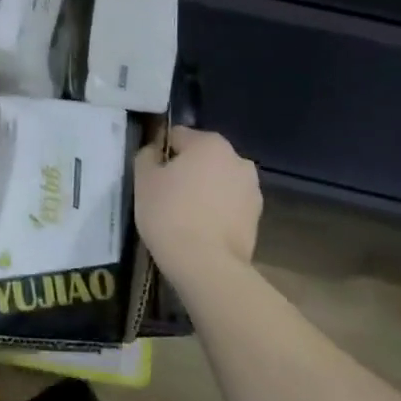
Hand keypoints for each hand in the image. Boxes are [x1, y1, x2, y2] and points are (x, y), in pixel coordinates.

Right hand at [134, 126, 262, 270]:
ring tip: (183, 215)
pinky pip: (228, 205)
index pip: (177, 136)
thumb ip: (146, 156)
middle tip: (165, 195)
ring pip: (218, 182)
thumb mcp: (143, 179)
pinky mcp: (257, 218)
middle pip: (202, 158)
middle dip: (186, 171)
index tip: (150, 174)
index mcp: (210, 144)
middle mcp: (237, 159)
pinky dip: (216, 211)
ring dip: (203, 190)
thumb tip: (154, 152)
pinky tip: (199, 229)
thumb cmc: (169, 213)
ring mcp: (252, 189)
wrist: (205, 263)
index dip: (160, 153)